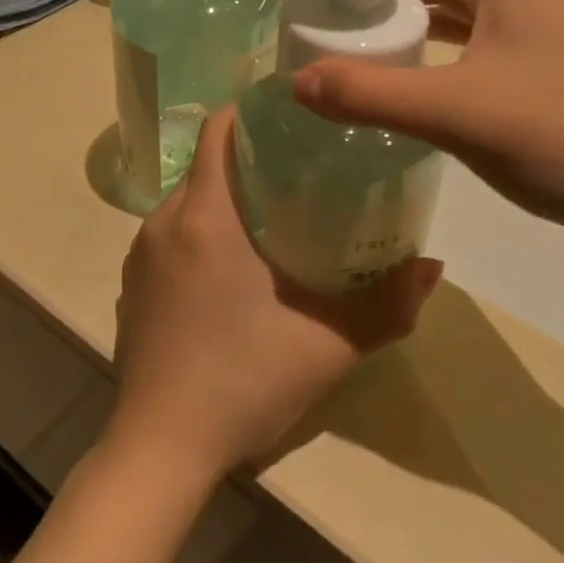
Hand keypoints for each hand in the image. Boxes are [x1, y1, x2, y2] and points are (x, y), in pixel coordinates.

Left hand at [110, 110, 441, 481]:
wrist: (160, 449)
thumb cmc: (242, 382)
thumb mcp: (327, 345)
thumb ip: (387, 304)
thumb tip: (432, 267)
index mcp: (205, 216)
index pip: (219, 129)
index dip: (251, 112)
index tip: (293, 117)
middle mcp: (164, 222)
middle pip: (206, 165)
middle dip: (248, 158)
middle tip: (300, 171)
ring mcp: (140, 255)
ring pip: (187, 202)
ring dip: (224, 199)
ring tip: (273, 217)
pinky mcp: (131, 286)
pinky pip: (169, 237)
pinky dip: (200, 233)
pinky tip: (231, 271)